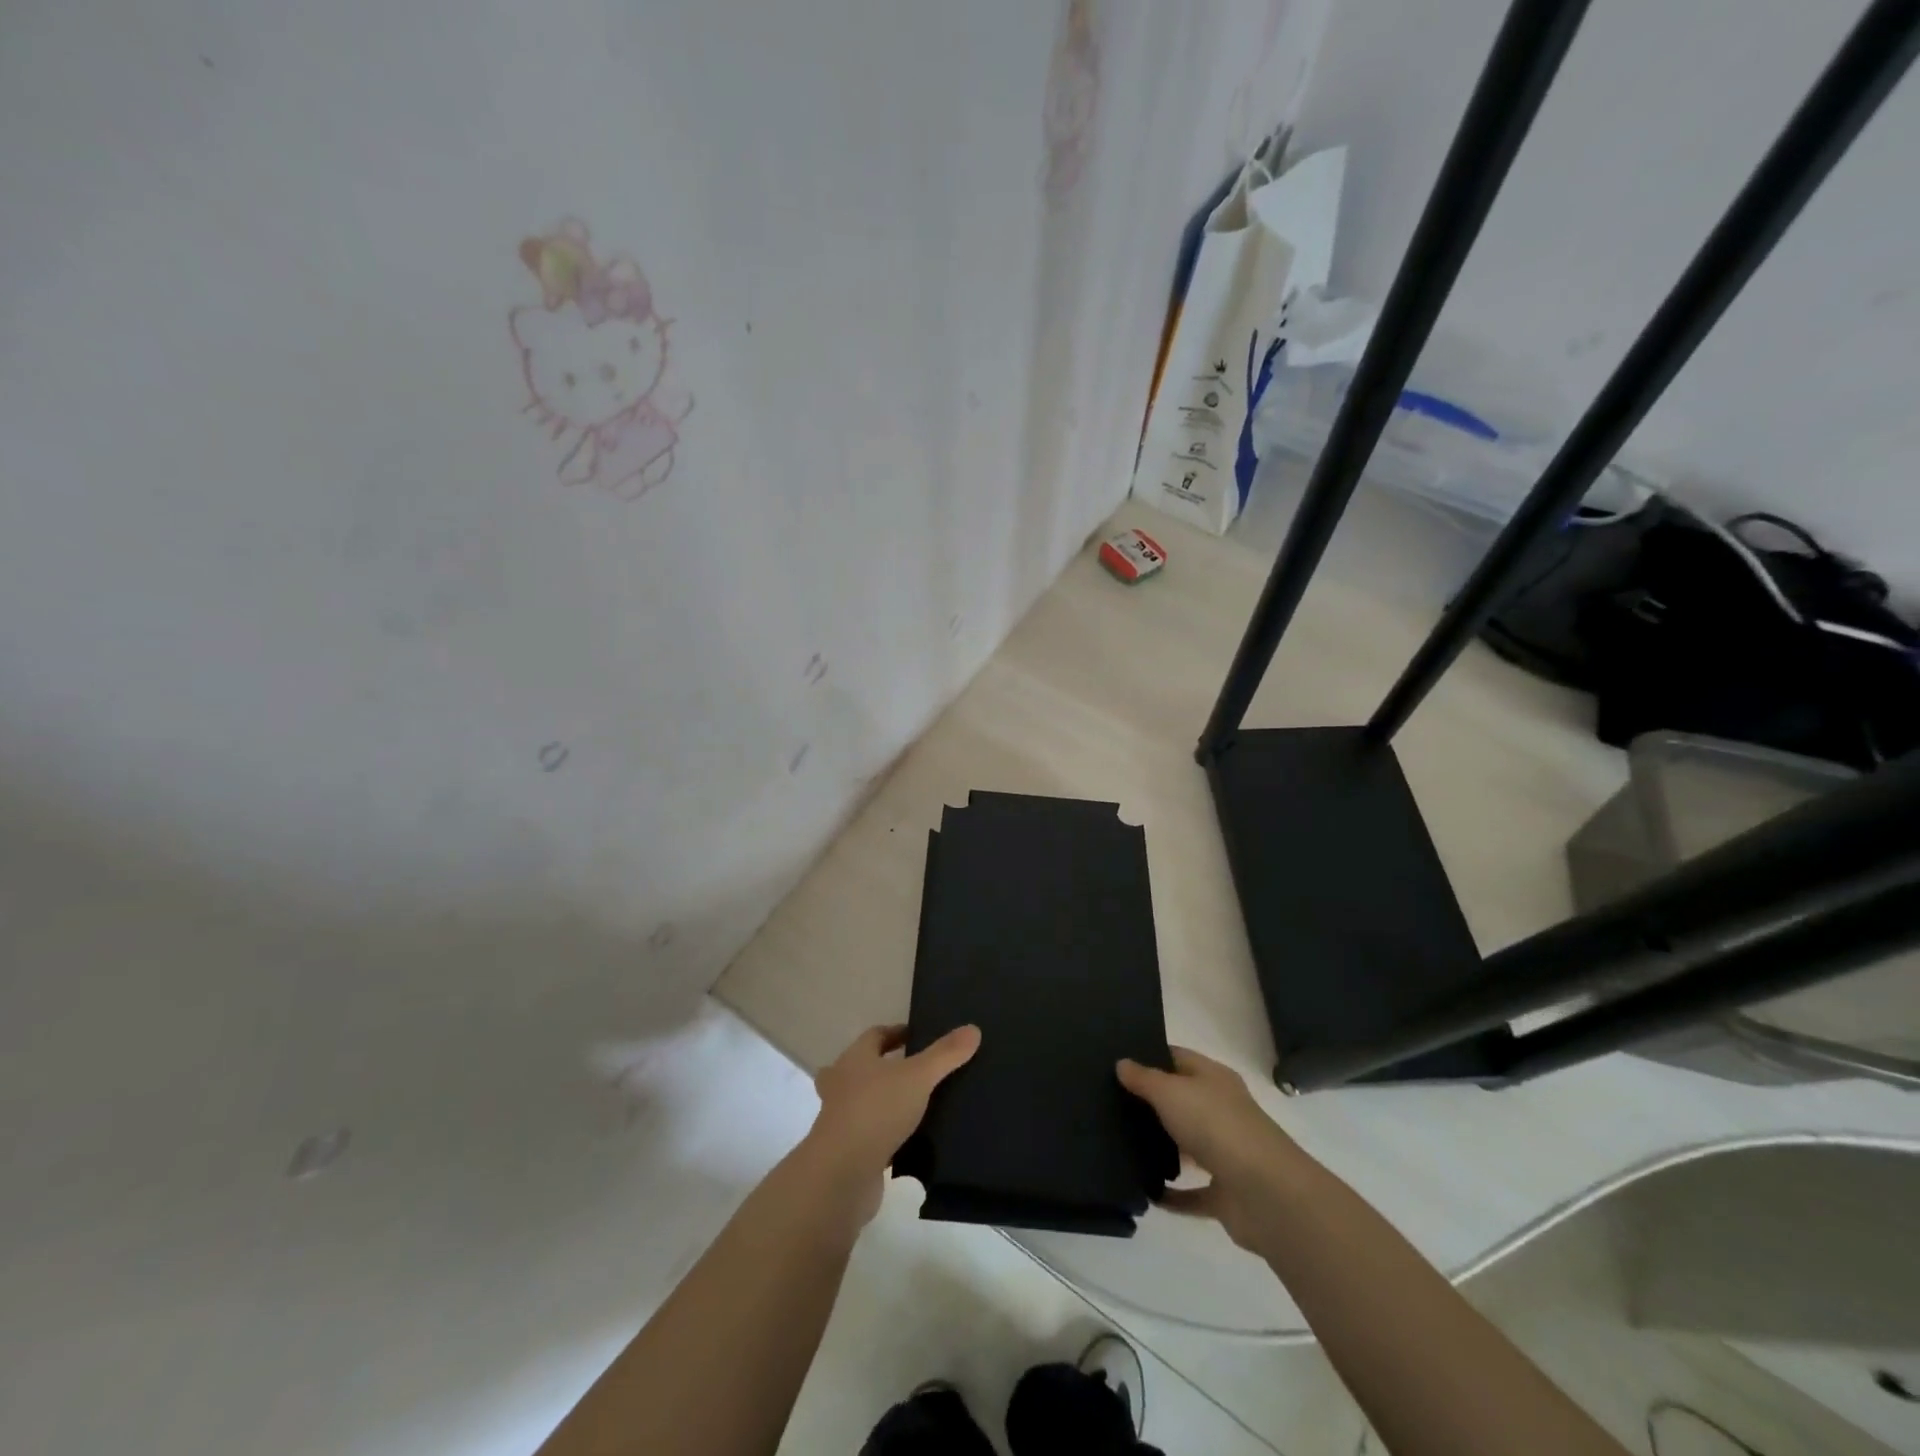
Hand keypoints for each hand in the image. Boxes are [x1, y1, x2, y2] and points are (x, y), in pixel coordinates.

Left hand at [800, 1022, 980, 1225]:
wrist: (842, 1175)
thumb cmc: (877, 1111)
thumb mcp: (918, 1076)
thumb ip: (945, 1054)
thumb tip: (973, 1028)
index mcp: (855, 1058)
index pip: (875, 1035)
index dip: (897, 1032)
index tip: (921, 1036)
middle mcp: (842, 1084)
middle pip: (864, 1067)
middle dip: (887, 1067)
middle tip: (918, 1071)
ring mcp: (842, 1120)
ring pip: (865, 1102)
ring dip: (887, 1102)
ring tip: (921, 1105)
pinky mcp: (848, 1151)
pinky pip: (872, 1134)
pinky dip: (888, 1134)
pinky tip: (913, 1140)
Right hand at [1117, 1046, 1309, 1252]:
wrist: (1265, 1194)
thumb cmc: (1215, 1126)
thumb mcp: (1170, 1091)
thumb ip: (1144, 1078)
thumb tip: (1122, 1063)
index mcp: (1214, 1079)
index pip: (1178, 1058)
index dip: (1150, 1056)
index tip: (1117, 1062)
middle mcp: (1221, 1111)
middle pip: (1182, 1101)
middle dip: (1151, 1103)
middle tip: (1108, 1103)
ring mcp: (1226, 1153)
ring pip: (1187, 1145)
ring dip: (1162, 1148)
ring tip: (1119, 1145)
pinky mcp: (1225, 1194)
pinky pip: (1192, 1192)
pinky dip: (1172, 1194)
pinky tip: (1144, 1192)